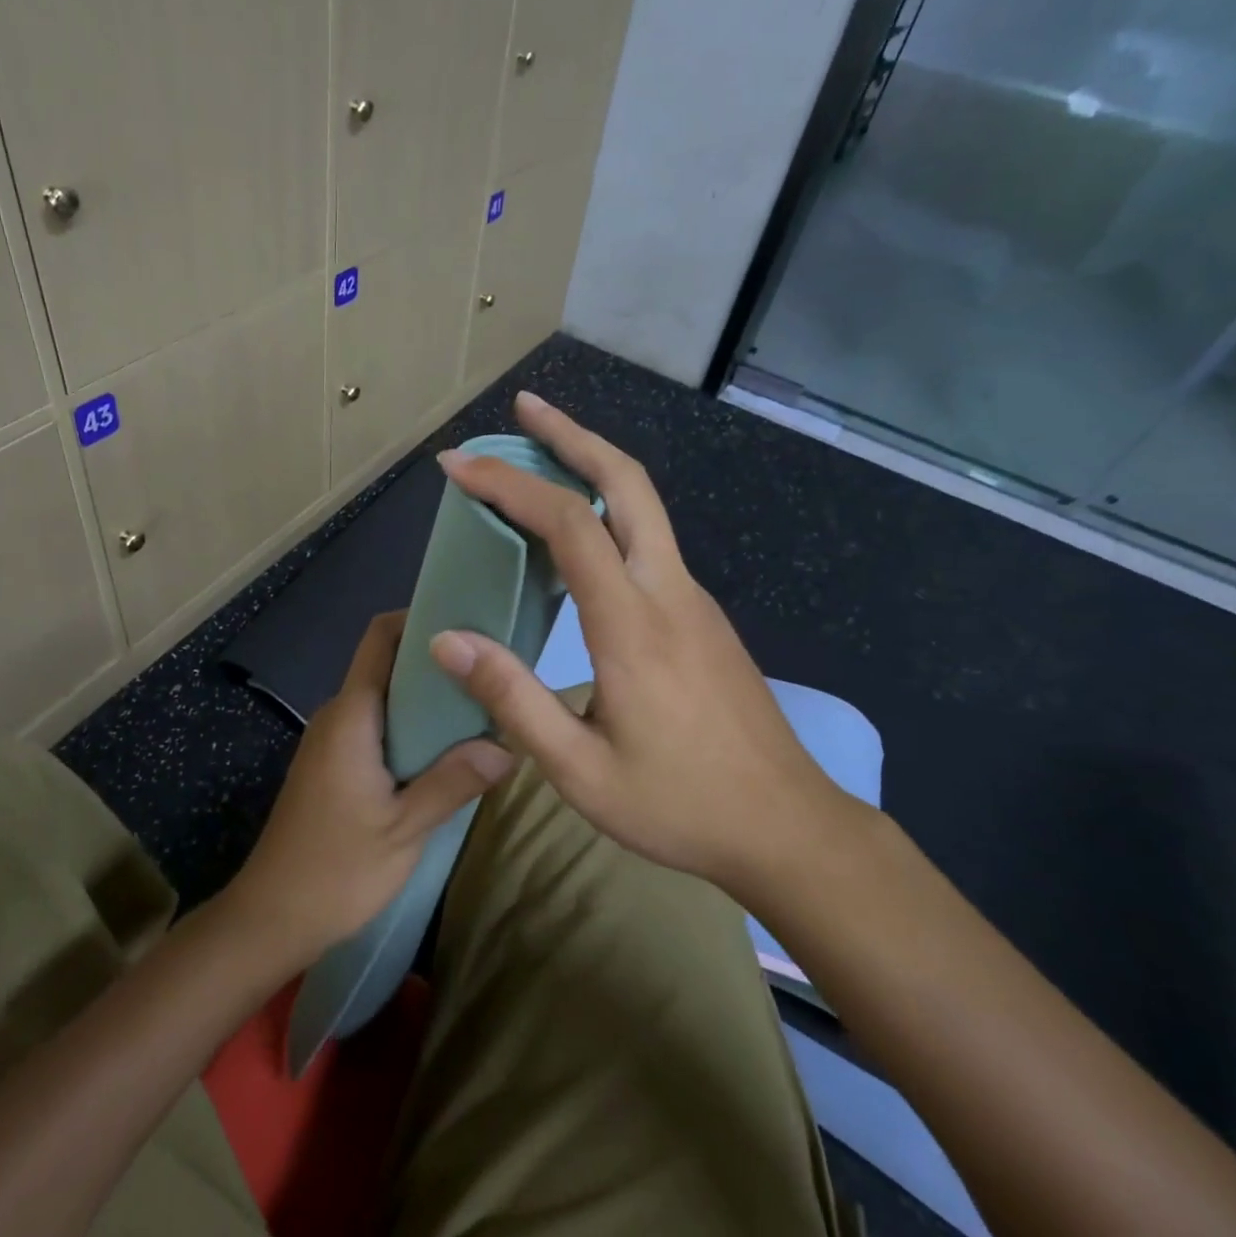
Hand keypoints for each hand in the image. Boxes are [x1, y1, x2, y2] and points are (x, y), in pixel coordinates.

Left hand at [227, 612, 514, 968]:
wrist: (269, 920)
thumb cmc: (335, 871)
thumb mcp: (404, 829)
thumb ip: (454, 782)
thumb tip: (507, 746)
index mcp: (352, 715)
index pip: (381, 637)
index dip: (419, 617)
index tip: (468, 621)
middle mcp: (339, 714)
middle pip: (388, 663)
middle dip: (436, 660)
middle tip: (489, 671)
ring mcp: (333, 738)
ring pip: (385, 696)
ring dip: (427, 697)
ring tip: (478, 706)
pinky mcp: (334, 762)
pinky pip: (378, 723)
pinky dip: (412, 724)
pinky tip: (446, 747)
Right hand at [427, 392, 860, 895]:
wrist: (787, 827)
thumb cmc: (679, 804)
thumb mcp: (580, 769)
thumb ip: (512, 699)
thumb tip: (448, 640)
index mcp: (632, 623)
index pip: (566, 523)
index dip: (507, 484)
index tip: (457, 465)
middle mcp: (668, 590)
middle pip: (625, 482)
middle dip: (572, 434)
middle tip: (524, 410)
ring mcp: (693, 598)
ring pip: (643, 505)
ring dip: (591, 465)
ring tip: (539, 455)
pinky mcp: (701, 615)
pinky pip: (649, 540)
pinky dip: (606, 509)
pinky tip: (578, 532)